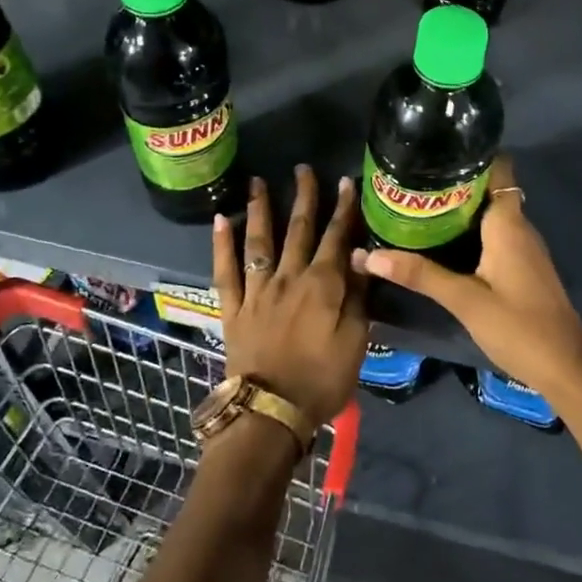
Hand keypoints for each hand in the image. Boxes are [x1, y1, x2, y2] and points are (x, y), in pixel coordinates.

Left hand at [212, 166, 368, 429]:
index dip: (343, 209)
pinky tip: (220, 219)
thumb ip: (358, 296)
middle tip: (303, 169)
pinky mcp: (233, 307)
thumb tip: (361, 256)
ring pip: (259, 240)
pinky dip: (221, 244)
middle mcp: (288, 278)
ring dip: (260, 208)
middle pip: (298, 230)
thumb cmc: (322, 380)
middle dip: (303, 197)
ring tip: (258, 180)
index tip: (346, 182)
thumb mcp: (355, 341)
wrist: (271, 412)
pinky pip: (225, 270)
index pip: (336, 238)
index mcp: (322, 286)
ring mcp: (257, 290)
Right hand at [352, 157, 581, 399]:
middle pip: (488, 190)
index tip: (435, 151)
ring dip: (459, 208)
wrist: (566, 368)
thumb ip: (419, 275)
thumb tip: (366, 255)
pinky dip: (469, 231)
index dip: (470, 156)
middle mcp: (519, 227)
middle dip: (453, 183)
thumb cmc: (518, 326)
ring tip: (417, 205)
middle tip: (410, 181)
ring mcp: (523, 249)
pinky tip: (441, 241)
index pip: (498, 169)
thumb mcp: (464, 300)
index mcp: (508, 223)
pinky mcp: (522, 267)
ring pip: (489, 214)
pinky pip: (493, 235)